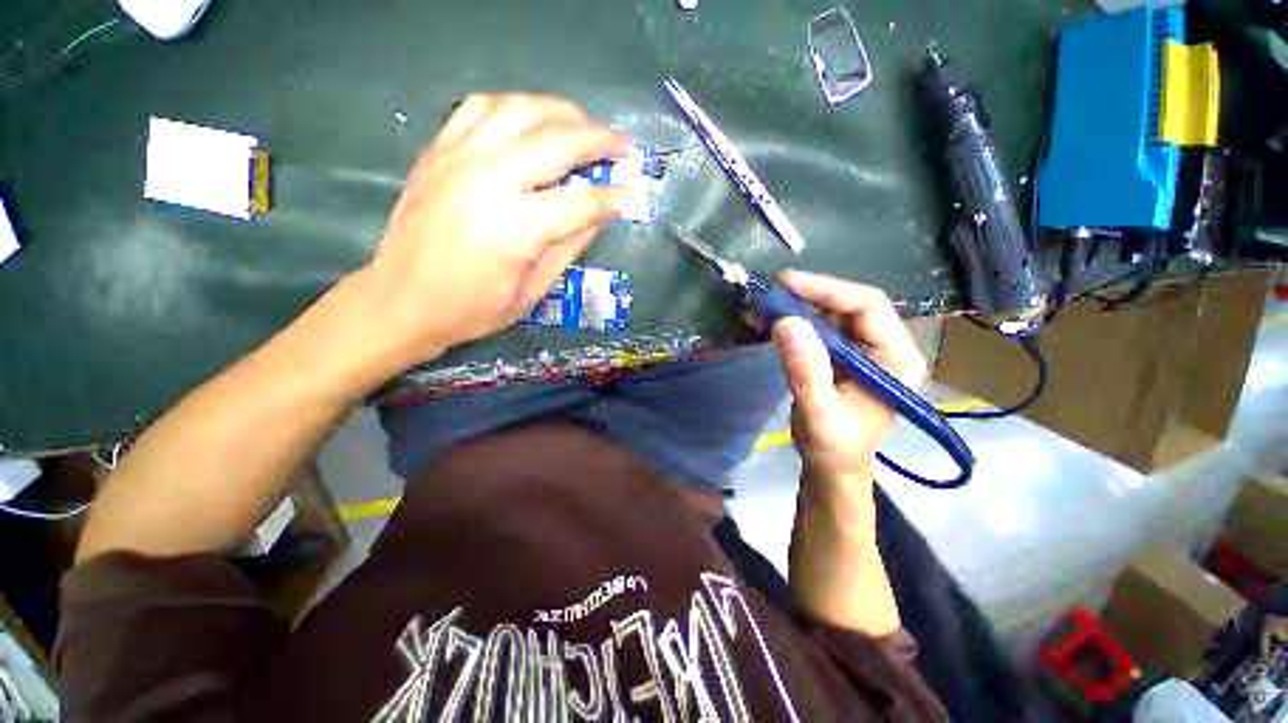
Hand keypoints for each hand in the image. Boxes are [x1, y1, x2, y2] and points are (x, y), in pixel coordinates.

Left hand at [358, 93, 630, 367]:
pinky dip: (514, 108)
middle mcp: (490, 180)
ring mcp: (459, 158)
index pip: (582, 201)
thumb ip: (569, 247)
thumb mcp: (533, 291)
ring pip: (520, 109)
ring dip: (561, 112)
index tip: (630, 195)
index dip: (612, 197)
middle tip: (622, 146)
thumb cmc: (473, 309)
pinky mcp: (438, 151)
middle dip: (600, 140)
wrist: (402, 301)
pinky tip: (530, 121)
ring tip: (583, 126)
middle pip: (558, 141)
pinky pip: (480, 108)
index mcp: (518, 227)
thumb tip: (599, 216)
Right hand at [771, 270, 927, 486]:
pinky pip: (816, 328)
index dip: (827, 289)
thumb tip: (786, 322)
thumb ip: (806, 370)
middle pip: (847, 304)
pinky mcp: (839, 355)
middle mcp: (884, 346)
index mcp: (897, 358)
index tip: (786, 283)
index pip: (868, 306)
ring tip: (762, 305)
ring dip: (795, 306)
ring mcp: (861, 350)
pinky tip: (767, 320)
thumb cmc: (832, 447)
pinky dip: (791, 321)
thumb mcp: (819, 412)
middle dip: (807, 296)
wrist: (830, 467)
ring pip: (829, 313)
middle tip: (769, 293)